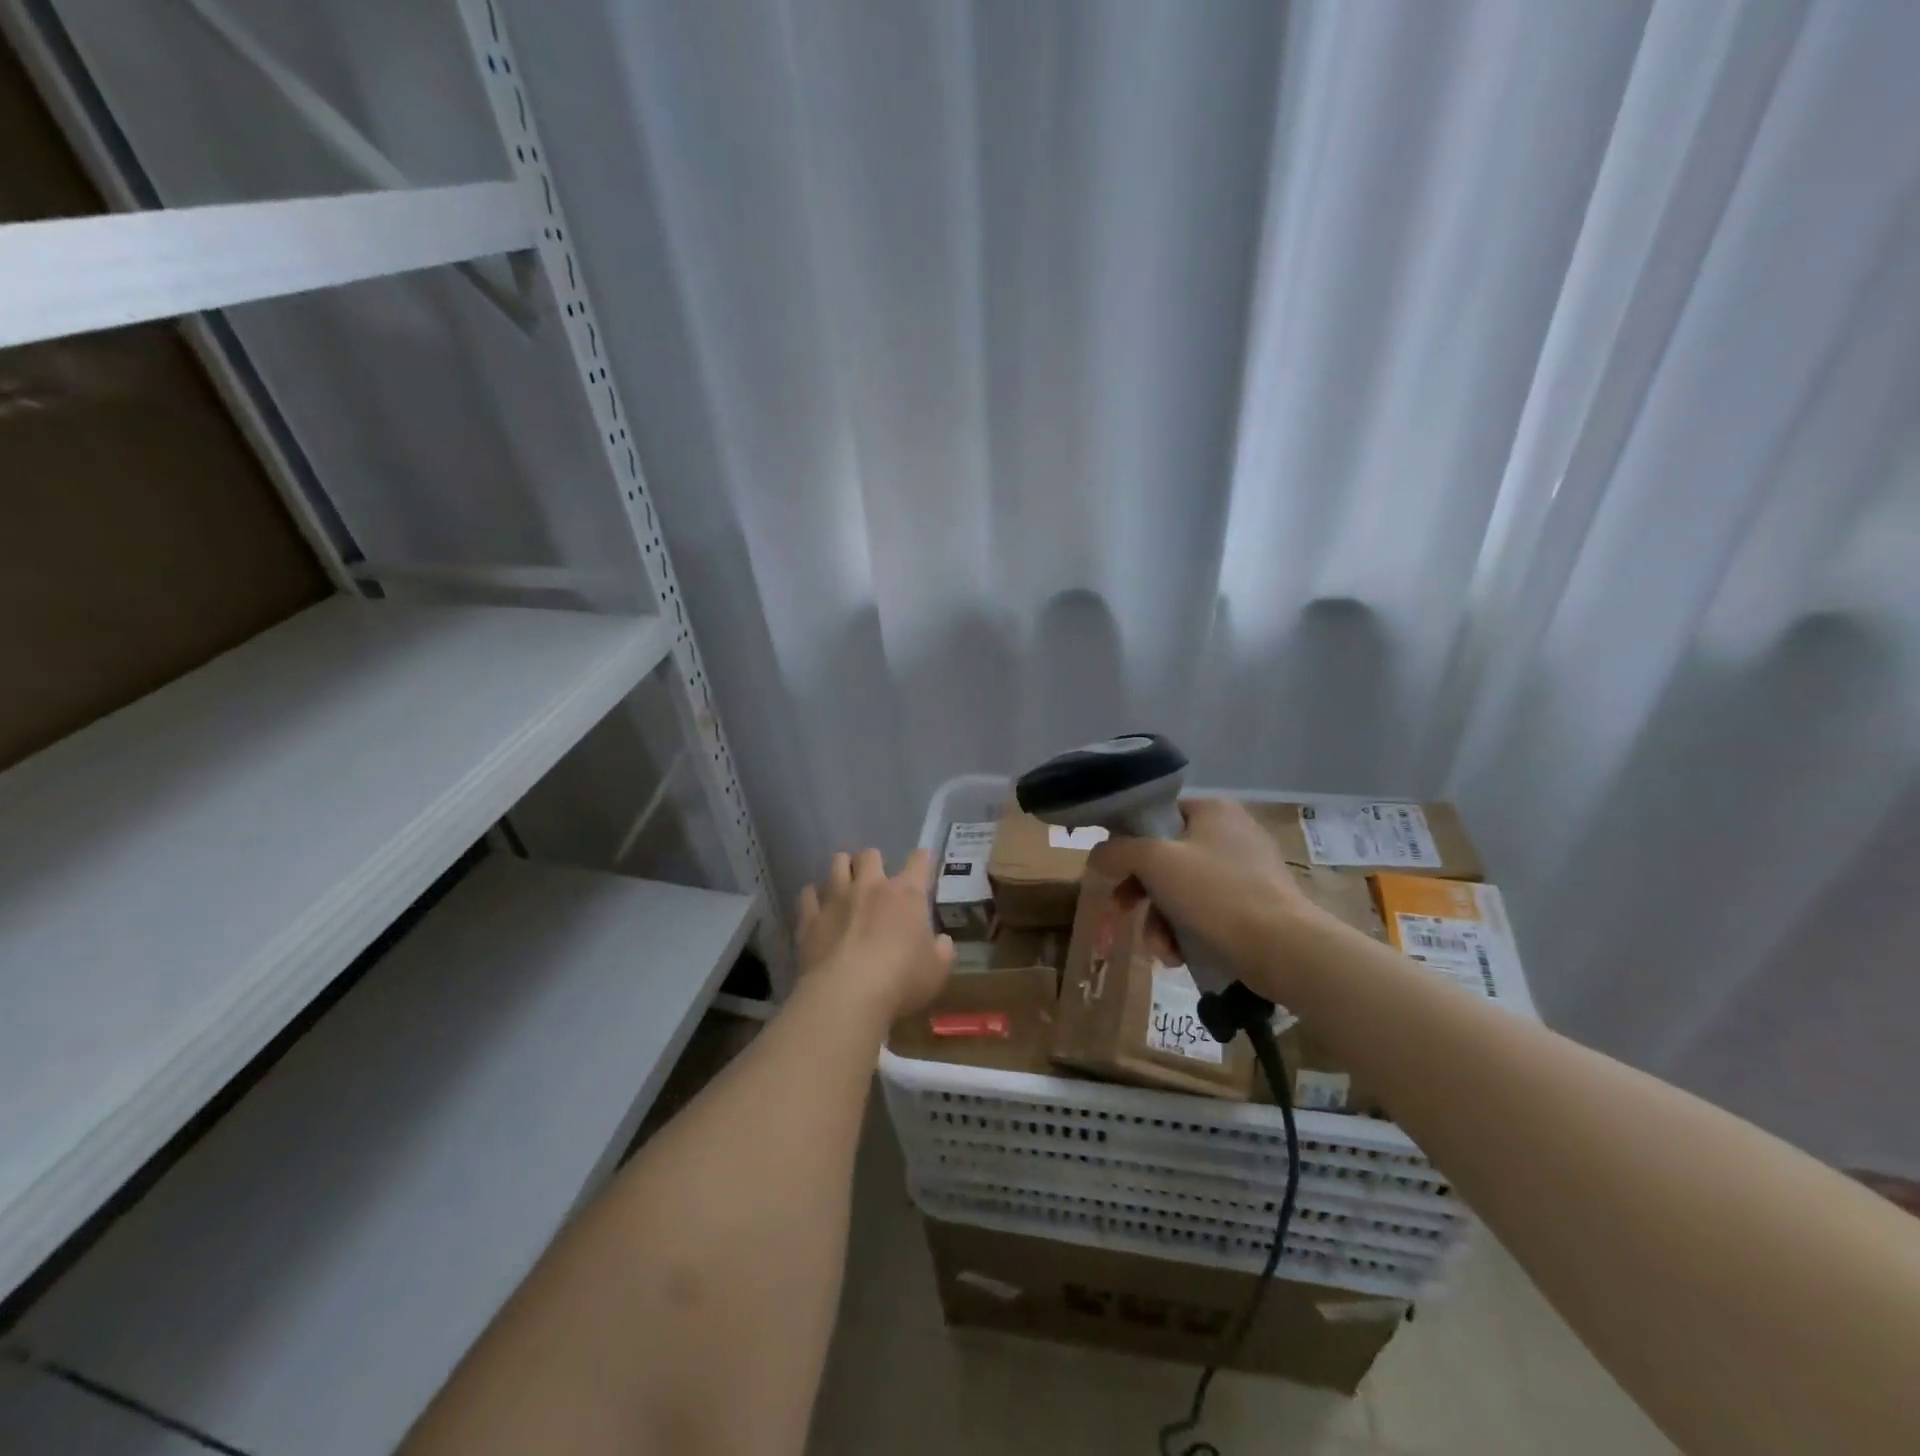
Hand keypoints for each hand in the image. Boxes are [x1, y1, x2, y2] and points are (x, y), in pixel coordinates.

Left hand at [796, 847, 953, 1021]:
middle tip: (876, 878)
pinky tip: (817, 905)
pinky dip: (814, 896)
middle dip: (873, 861)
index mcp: (906, 894)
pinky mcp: (810, 918)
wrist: (847, 994)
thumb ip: (942, 951)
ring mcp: (836, 899)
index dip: (922, 858)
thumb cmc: (902, 980)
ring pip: (837, 864)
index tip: (922, 859)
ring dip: (843, 869)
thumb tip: (942, 942)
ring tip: (845, 882)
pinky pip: (808, 894)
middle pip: (870, 855)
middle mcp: (870, 886)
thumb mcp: (937, 970)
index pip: (918, 862)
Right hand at [1087, 798, 1316, 985]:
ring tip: (1161, 951)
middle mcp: (1231, 832)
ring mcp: (1246, 869)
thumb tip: (1097, 856)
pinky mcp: (1255, 905)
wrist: (1284, 949)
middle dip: (1140, 894)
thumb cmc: (1216, 894)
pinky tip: (1179, 957)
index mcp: (1212, 810)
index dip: (1128, 843)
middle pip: (1164, 858)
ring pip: (1181, 890)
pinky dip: (1186, 932)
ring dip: (1159, 921)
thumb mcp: (1155, 862)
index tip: (1113, 873)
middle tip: (1120, 915)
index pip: (1155, 815)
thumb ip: (1117, 851)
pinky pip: (1205, 911)